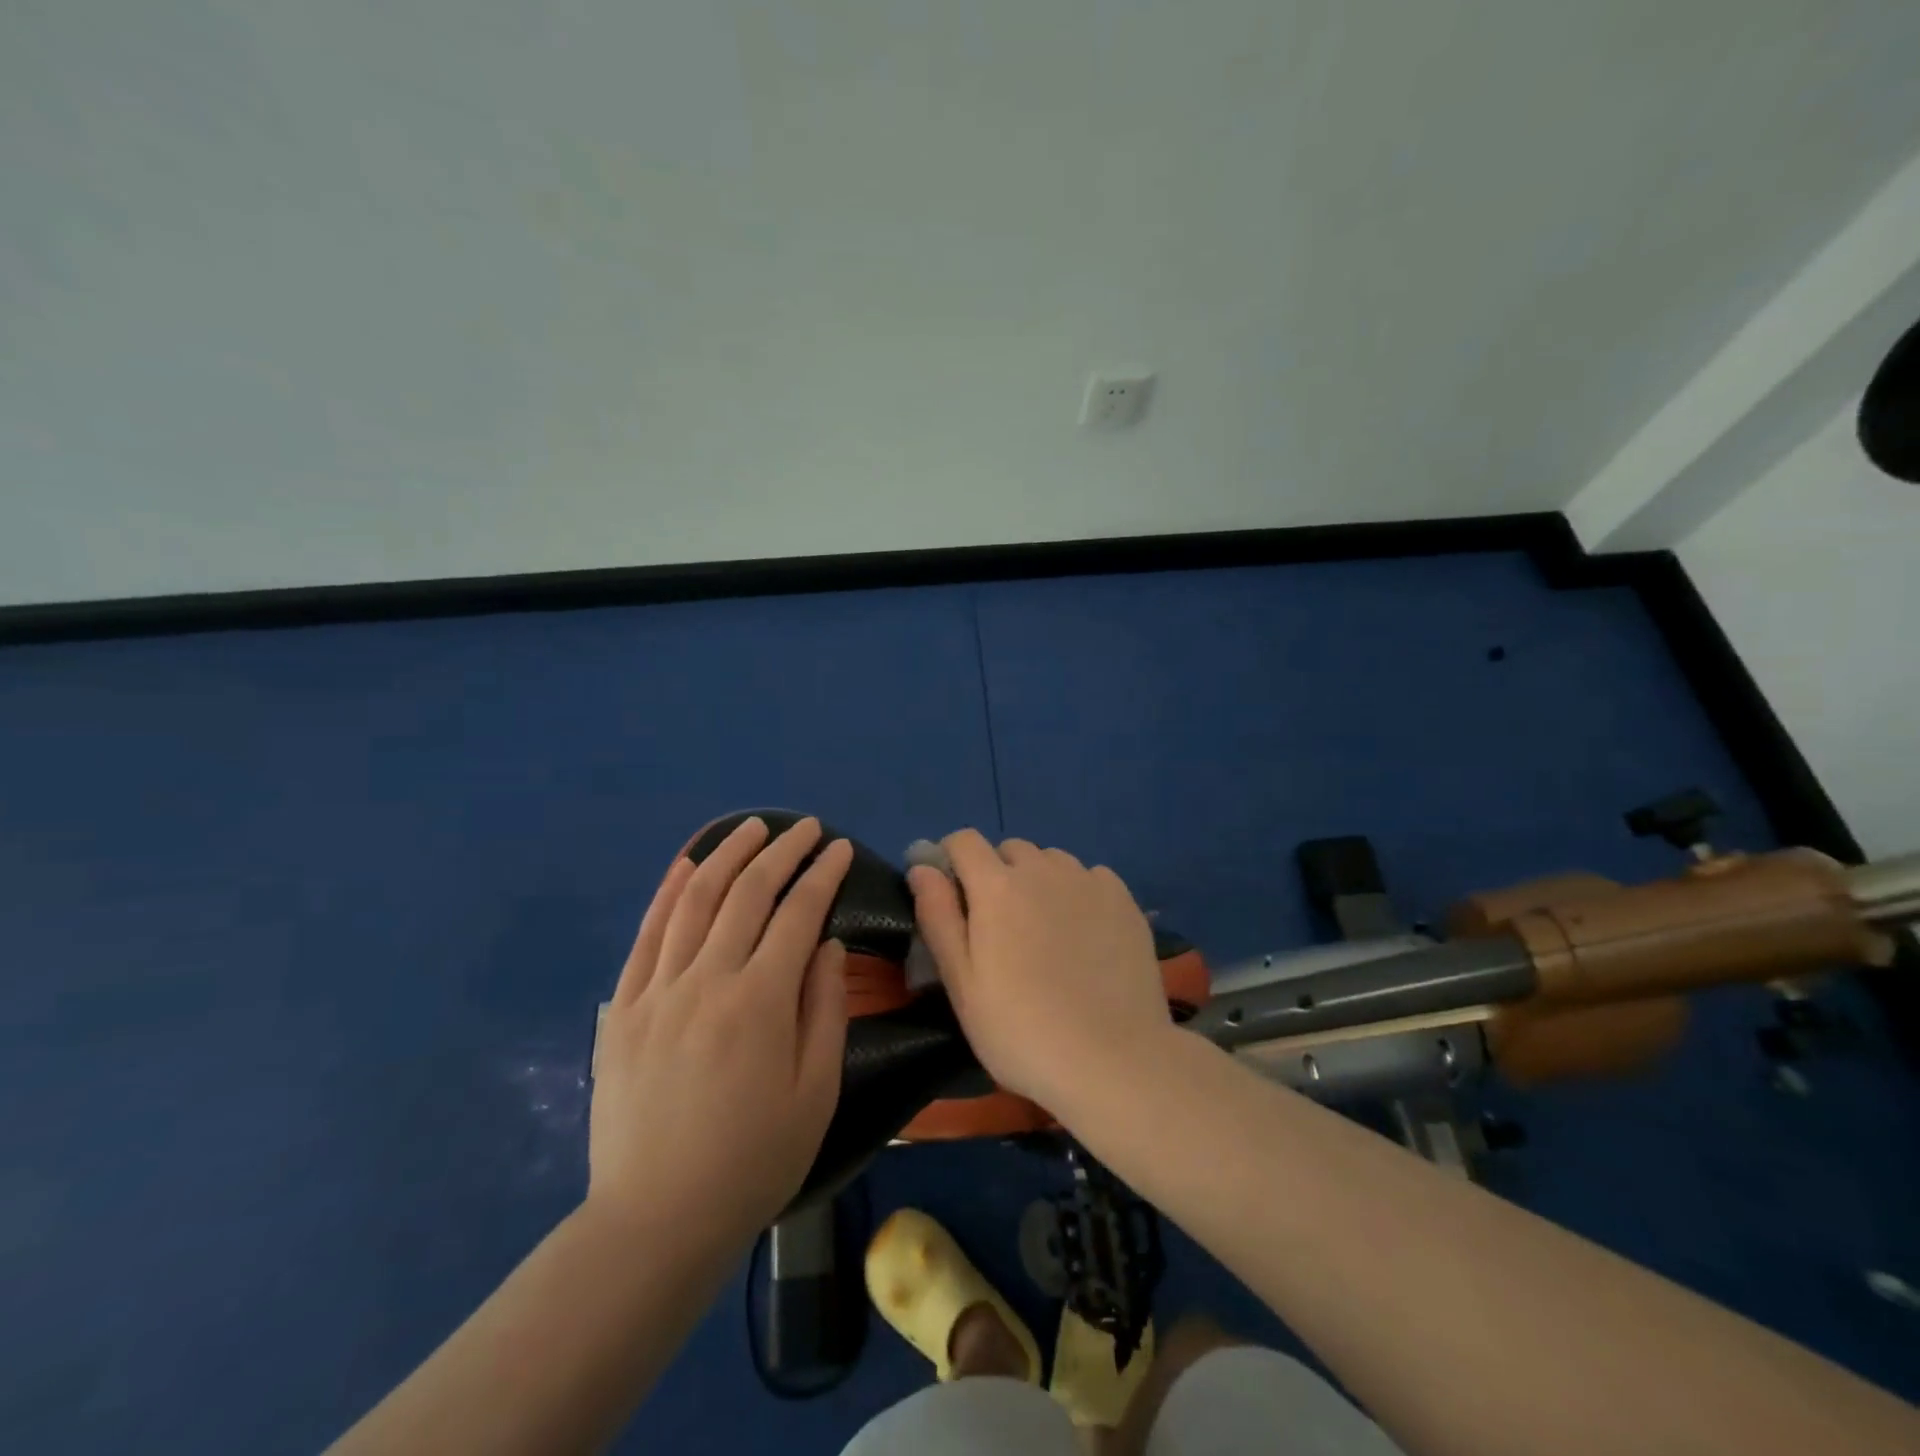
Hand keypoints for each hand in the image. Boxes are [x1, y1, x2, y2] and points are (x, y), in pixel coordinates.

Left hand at [588, 816, 852, 1247]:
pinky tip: (686, 865)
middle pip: (747, 894)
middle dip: (782, 852)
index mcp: (760, 1001)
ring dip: (726, 856)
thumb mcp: (816, 1091)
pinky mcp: (624, 1008)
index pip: (798, 913)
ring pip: (695, 900)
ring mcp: (658, 991)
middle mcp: (707, 980)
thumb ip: (825, 1008)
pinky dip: (668, 892)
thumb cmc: (754, 1160)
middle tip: (806, 828)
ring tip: (751, 828)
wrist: (656, 1221)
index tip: (840, 847)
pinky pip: (647, 935)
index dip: (823, 874)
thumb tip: (826, 944)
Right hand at [907, 830, 1174, 1111]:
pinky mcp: (1124, 900)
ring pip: (1052, 861)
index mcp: (996, 886)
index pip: (964, 840)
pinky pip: (1090, 877)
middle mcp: (1043, 869)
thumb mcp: (962, 983)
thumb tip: (922, 868)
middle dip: (996, 874)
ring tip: (1045, 930)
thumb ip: (938, 916)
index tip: (952, 894)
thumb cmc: (1022, 1030)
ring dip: (1039, 881)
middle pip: (1010, 850)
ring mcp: (1088, 881)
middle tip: (1000, 927)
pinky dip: (1079, 893)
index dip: (951, 859)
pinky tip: (1085, 935)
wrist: (1114, 1061)